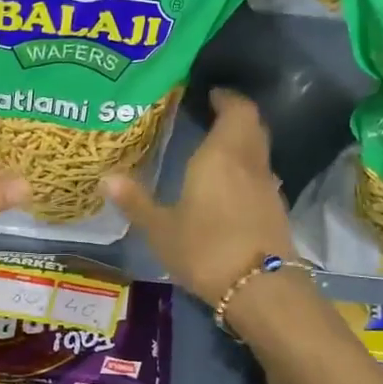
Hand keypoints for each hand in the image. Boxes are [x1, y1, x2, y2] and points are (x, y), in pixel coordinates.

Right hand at [104, 88, 296, 306]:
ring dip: (243, 144)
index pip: (236, 109)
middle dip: (234, 116)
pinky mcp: (276, 210)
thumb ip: (136, 201)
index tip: (211, 94)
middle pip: (252, 125)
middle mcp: (250, 162)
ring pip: (259, 151)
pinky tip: (229, 187)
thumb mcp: (161, 228)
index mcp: (221, 154)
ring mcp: (268, 186)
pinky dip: (247, 170)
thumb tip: (106, 177)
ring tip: (215, 150)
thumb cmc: (205, 249)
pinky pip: (261, 176)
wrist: (260, 289)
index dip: (227, 98)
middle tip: (210, 116)